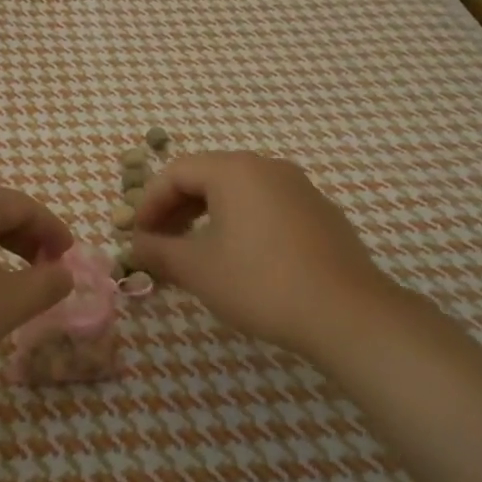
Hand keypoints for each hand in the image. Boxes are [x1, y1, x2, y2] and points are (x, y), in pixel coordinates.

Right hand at [130, 152, 398, 358]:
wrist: (346, 313)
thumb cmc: (260, 282)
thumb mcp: (197, 269)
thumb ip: (158, 251)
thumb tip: (135, 246)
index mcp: (235, 170)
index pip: (176, 172)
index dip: (149, 202)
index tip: (138, 236)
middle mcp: (268, 168)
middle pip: (208, 177)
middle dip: (176, 210)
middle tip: (160, 244)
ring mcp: (300, 189)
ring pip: (239, 193)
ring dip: (207, 218)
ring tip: (195, 254)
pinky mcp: (321, 214)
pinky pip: (267, 208)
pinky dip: (241, 224)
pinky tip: (240, 260)